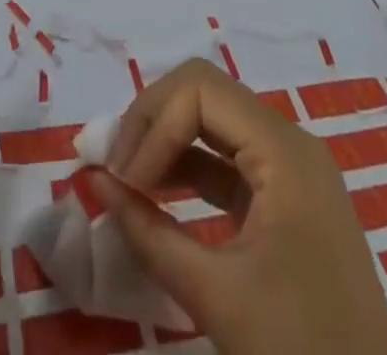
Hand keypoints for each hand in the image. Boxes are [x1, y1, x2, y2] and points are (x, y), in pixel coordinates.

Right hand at [90, 59, 386, 354]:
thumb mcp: (217, 297)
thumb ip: (148, 233)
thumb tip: (95, 180)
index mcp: (284, 151)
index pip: (199, 90)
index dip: (153, 125)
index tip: (123, 180)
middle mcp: (289, 142)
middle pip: (204, 92)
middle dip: (153, 122)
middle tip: (115, 167)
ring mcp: (291, 168)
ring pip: (212, 119)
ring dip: (165, 141)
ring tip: (126, 180)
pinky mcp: (286, 196)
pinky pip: (226, 157)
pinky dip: (187, 167)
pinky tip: (157, 194)